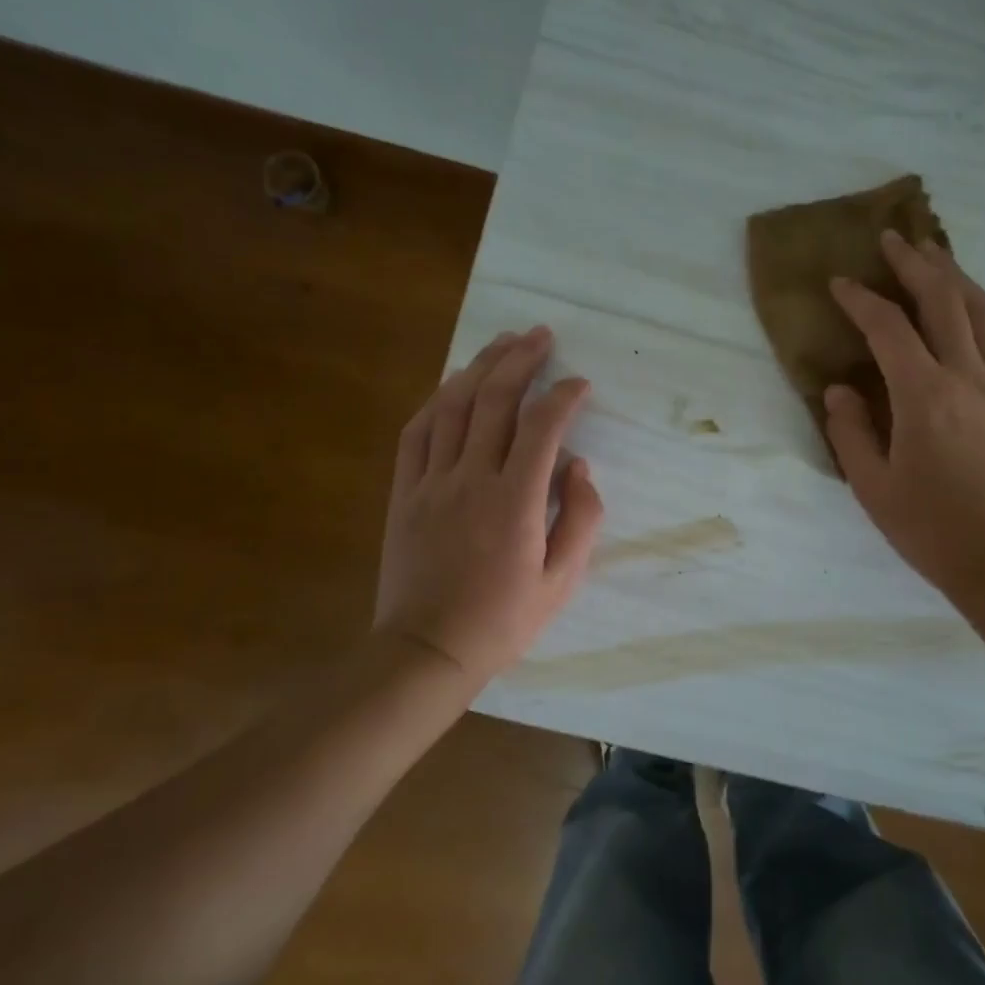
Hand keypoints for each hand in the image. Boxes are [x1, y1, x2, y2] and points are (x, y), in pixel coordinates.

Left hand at [375, 327, 602, 685]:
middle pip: (495, 400)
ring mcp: (431, 482)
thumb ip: (581, 518)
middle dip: (521, 360)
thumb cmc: (503, 620)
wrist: (428, 649)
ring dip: (479, 367)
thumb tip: (579, 466)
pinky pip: (417, 433)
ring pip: (453, 406)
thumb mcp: (562, 580)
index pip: (543, 426)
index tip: (581, 385)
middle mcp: (472, 478)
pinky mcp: (404, 492)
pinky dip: (436, 401)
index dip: (565, 396)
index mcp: (515, 501)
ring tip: (502, 342)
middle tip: (540, 335)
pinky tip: (452, 384)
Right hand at [825, 231, 984, 604]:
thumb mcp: (873, 488)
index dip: (860, 299)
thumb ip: (850, 432)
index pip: (888, 328)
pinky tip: (974, 314)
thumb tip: (840, 390)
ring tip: (934, 257)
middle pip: (944, 299)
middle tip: (893, 239)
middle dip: (915, 263)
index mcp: (924, 396)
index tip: (839, 283)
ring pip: (983, 311)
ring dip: (956, 277)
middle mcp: (968, 377)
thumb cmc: (934, 530)